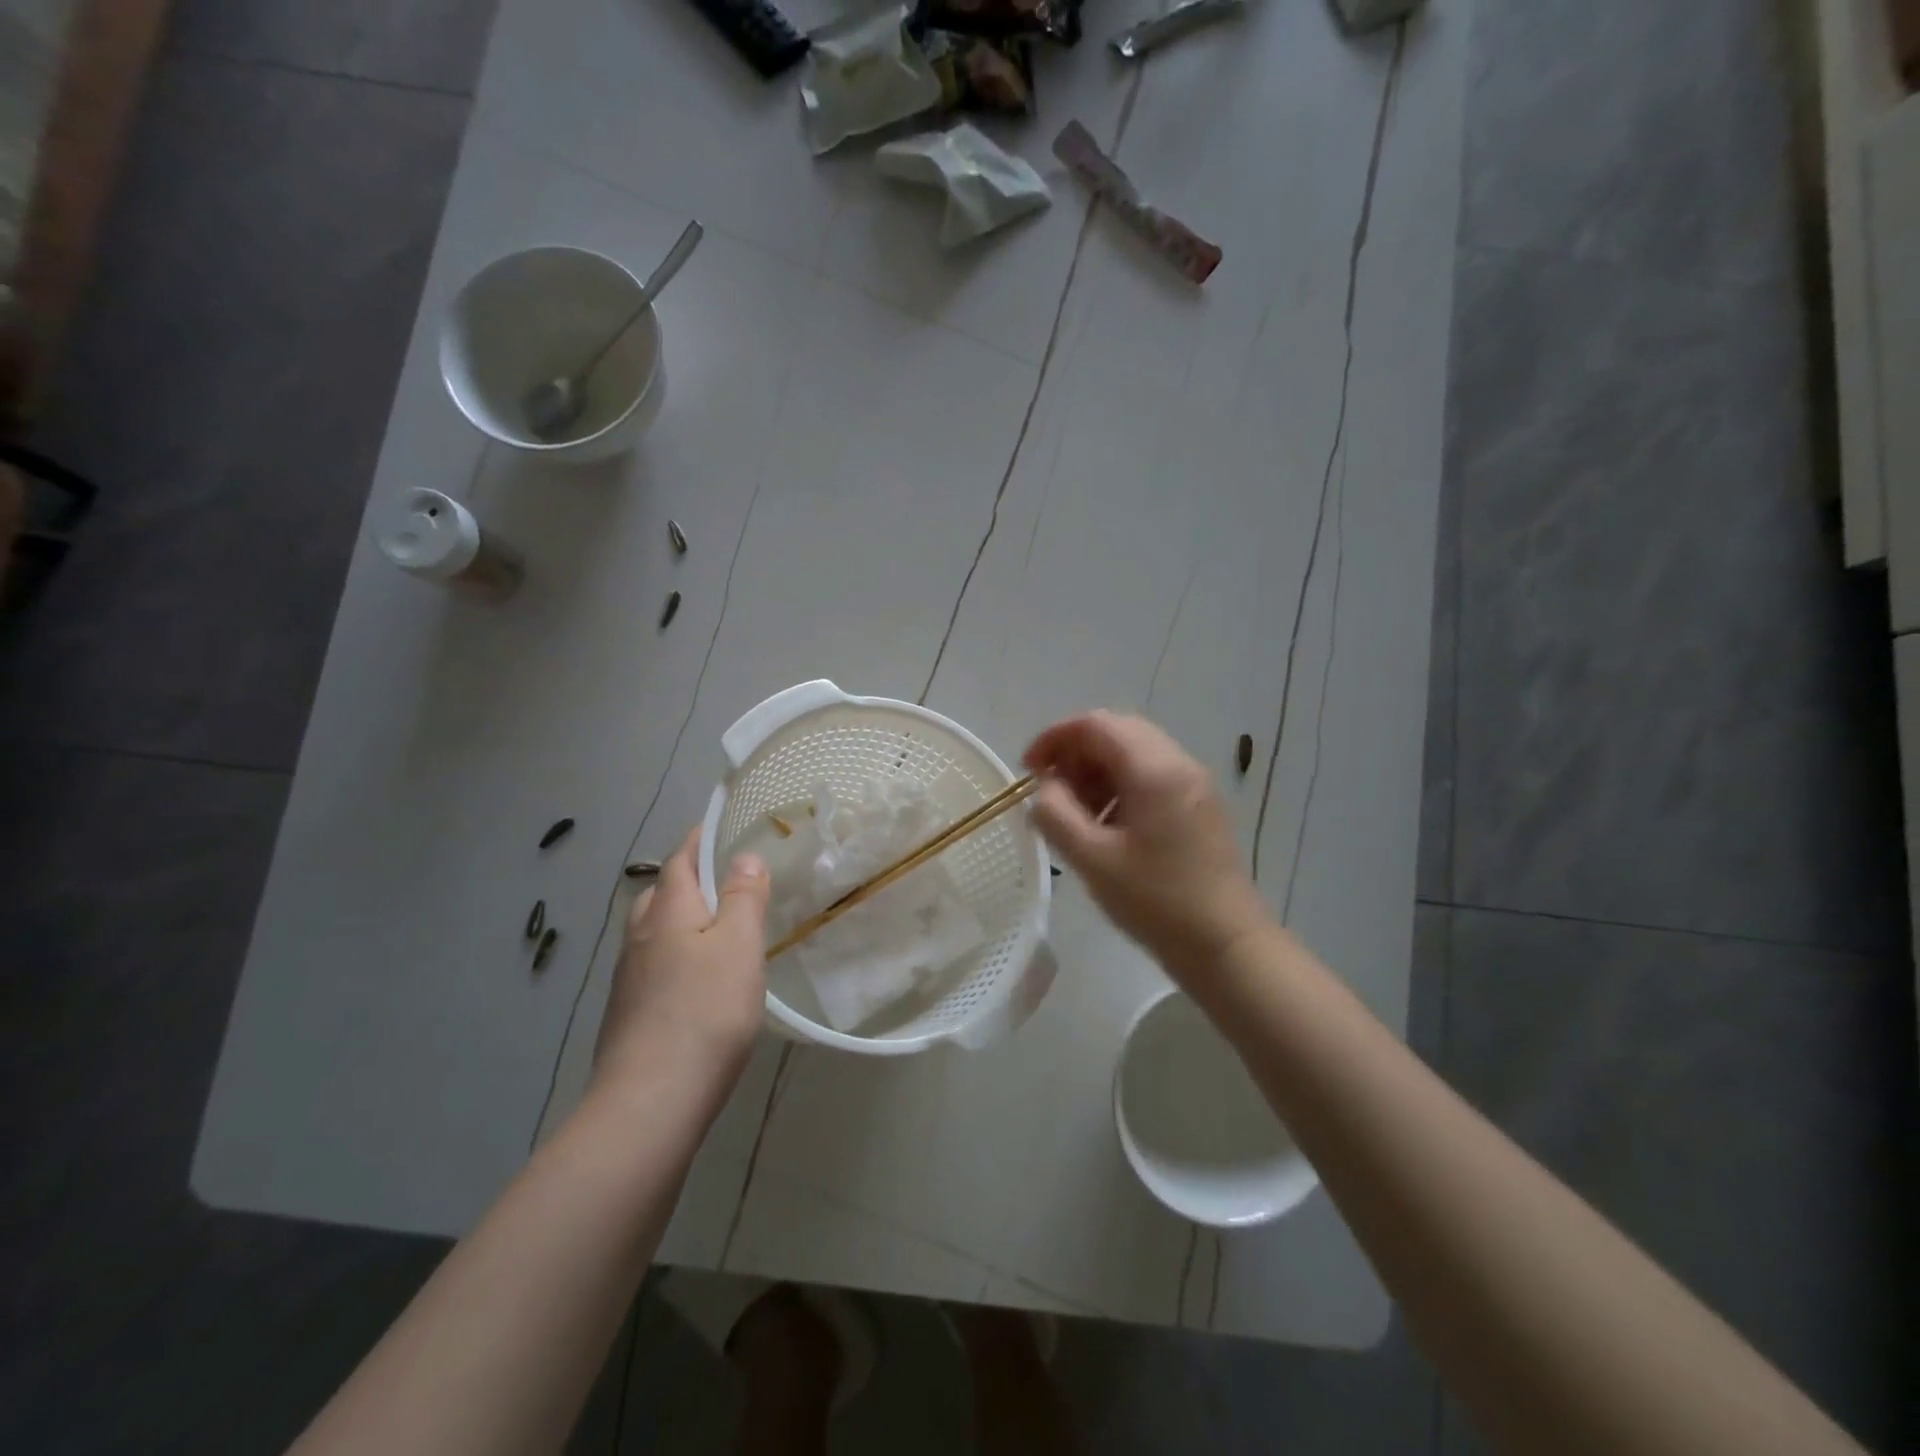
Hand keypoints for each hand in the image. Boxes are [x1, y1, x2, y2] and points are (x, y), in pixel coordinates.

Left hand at [592, 825, 770, 1099]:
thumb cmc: (705, 1011)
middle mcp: (640, 936)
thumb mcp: (739, 945)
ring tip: (712, 927)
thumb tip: (744, 856)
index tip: (716, 827)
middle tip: (721, 879)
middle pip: (661, 894)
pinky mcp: (627, 1013)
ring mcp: (628, 977)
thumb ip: (743, 897)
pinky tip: (694, 980)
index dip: (697, 841)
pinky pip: (652, 966)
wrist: (650, 1099)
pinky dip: (674, 955)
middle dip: (686, 879)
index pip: (680, 861)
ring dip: (679, 919)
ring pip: (654, 932)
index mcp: (668, 911)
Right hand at [1024, 711, 1267, 978]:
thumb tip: (1044, 789)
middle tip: (1051, 791)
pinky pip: (1152, 776)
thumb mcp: (1092, 859)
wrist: (1227, 945)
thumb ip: (1056, 814)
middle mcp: (1179, 763)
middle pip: (1117, 732)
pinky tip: (1107, 826)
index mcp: (1154, 769)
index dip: (1055, 738)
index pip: (1096, 724)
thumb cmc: (1157, 901)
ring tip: (1076, 813)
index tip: (1029, 770)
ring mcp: (1194, 784)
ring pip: (1135, 753)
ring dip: (1098, 770)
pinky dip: (1120, 786)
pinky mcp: (1200, 806)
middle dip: (1076, 753)